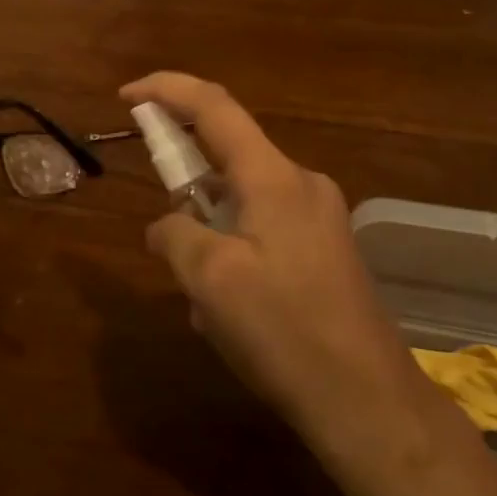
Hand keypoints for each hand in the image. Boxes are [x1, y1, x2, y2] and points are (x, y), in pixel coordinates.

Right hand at [121, 73, 437, 478]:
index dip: (166, 90)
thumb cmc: (285, 332)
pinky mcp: (325, 251)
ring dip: (207, 228)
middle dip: (185, 179)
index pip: (213, 106)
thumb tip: (168, 225)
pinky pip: (262, 228)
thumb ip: (175, 234)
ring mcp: (318, 218)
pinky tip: (228, 309)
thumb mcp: (210, 280)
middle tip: (162, 227)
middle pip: (228, 152)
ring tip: (200, 296)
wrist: (370, 405)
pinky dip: (231, 248)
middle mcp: (301, 184)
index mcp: (273, 177)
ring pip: (241, 199)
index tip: (126, 97)